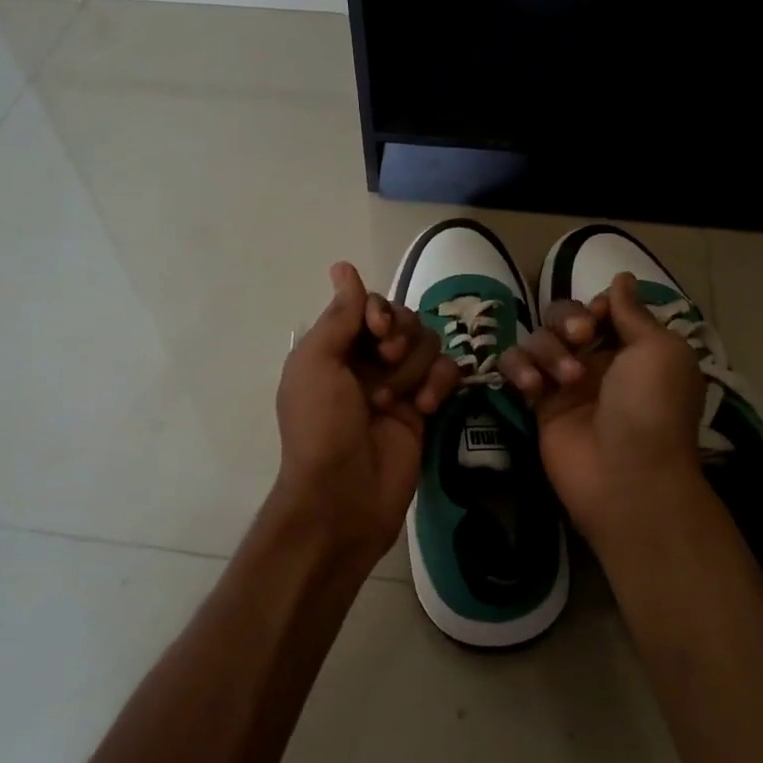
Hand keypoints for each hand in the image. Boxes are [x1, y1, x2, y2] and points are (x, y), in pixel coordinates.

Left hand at [271, 262, 461, 563]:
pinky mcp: (425, 409)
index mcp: (335, 349)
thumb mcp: (316, 364)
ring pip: (428, 345)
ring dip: (414, 368)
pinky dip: (440, 384)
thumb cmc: (321, 426)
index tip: (378, 330)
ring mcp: (398, 385)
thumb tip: (344, 267)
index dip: (381, 311)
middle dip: (400, 337)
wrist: (343, 495)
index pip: (370, 306)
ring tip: (395, 401)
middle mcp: (367, 362)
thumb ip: (339, 316)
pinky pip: (446, 374)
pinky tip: (426, 408)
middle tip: (386, 362)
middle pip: (404, 321)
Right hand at [498, 272, 705, 539]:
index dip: (596, 307)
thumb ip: (633, 312)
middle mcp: (599, 361)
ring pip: (538, 340)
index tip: (599, 317)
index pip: (602, 308)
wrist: (627, 475)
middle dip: (568, 320)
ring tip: (567, 381)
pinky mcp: (538, 404)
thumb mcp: (658, 349)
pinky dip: (519, 369)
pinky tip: (533, 387)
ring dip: (549, 351)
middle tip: (581, 339)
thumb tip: (621, 277)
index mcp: (634, 348)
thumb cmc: (651, 407)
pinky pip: (515, 368)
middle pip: (564, 317)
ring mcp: (565, 383)